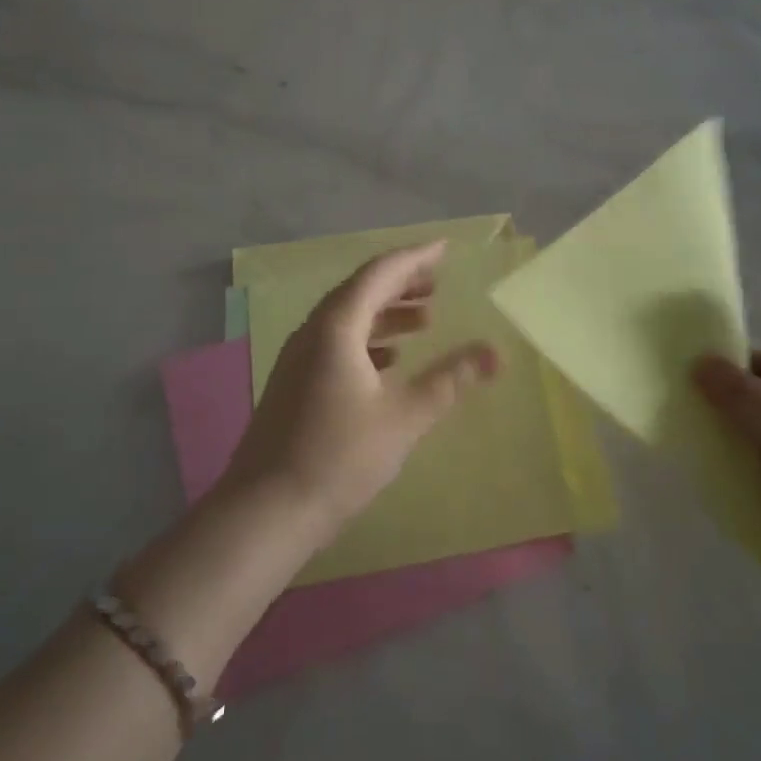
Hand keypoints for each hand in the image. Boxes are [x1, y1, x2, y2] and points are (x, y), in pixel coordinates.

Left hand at [223, 241, 498, 537]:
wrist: (267, 510)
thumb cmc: (339, 457)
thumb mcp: (404, 417)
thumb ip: (449, 380)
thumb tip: (493, 354)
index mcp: (337, 328)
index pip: (379, 274)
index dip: (414, 258)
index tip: (445, 250)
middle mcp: (313, 332)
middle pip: (360, 291)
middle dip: (402, 284)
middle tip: (439, 286)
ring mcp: (298, 358)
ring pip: (347, 319)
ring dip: (386, 314)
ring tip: (424, 322)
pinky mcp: (294, 383)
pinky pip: (336, 344)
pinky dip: (367, 340)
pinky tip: (389, 362)